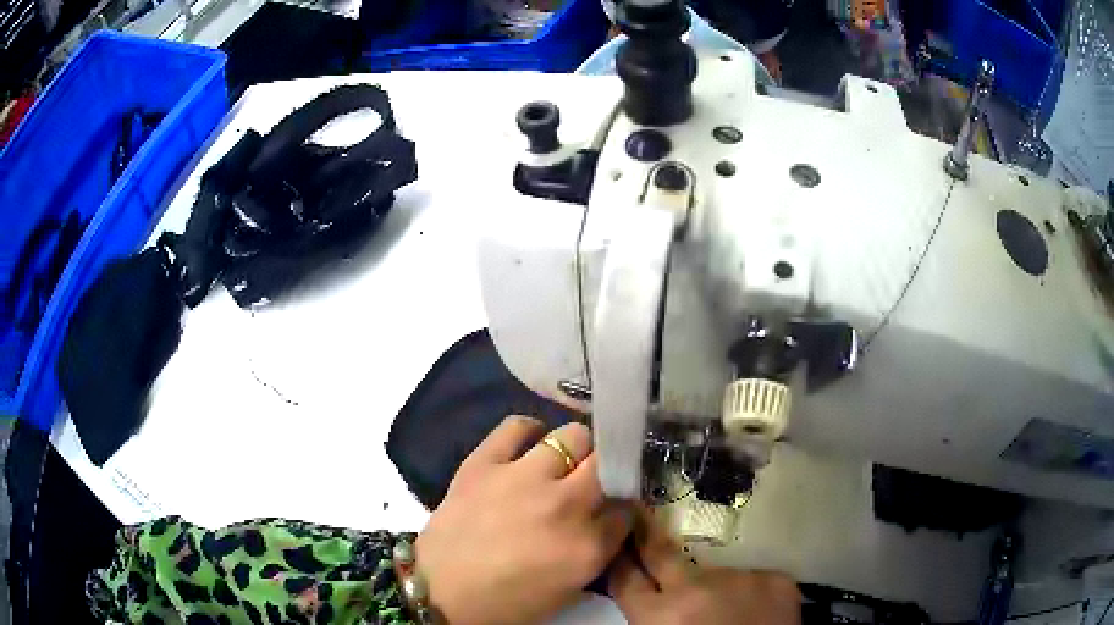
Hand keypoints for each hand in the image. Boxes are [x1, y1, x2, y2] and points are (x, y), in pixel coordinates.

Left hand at [416, 416, 631, 624]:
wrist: (440, 592)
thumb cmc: (508, 602)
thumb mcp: (569, 589)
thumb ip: (598, 550)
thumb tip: (608, 518)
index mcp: (587, 546)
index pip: (627, 508)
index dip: (622, 507)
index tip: (613, 508)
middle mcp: (564, 505)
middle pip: (608, 462)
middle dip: (608, 470)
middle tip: (592, 481)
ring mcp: (522, 478)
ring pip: (573, 435)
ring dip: (575, 450)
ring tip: (561, 463)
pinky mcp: (484, 463)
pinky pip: (516, 426)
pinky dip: (528, 431)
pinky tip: (528, 444)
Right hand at [609, 509, 800, 624]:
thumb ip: (654, 618)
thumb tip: (649, 598)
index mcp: (661, 616)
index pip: (626, 578)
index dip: (619, 560)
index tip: (617, 541)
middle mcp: (698, 588)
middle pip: (663, 554)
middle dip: (648, 535)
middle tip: (641, 514)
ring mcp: (741, 578)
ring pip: (716, 573)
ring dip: (713, 585)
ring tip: (724, 605)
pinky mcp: (776, 579)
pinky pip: (753, 581)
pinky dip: (749, 593)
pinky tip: (753, 610)